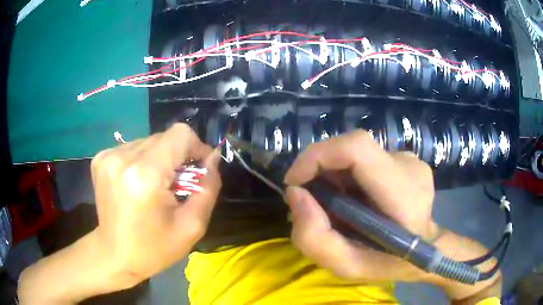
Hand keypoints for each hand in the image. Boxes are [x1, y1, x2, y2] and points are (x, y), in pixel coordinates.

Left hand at [89, 123, 220, 288]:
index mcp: (145, 175)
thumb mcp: (191, 226)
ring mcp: (108, 156)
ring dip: (159, 160)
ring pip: (149, 142)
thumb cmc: (154, 248)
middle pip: (164, 138)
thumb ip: (208, 188)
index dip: (196, 147)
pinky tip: (138, 184)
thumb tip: (213, 157)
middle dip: (177, 157)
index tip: (199, 168)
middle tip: (177, 185)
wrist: (115, 256)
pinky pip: (132, 148)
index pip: (180, 134)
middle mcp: (123, 158)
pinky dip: (142, 162)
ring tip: (155, 187)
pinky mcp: (101, 159)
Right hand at [284, 129, 439, 281]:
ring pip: (356, 153)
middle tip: (312, 200)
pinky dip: (348, 174)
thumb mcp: (347, 267)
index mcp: (404, 197)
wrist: (427, 249)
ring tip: (335, 205)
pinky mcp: (406, 158)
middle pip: (352, 147)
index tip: (295, 181)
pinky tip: (354, 198)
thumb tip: (295, 194)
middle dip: (320, 169)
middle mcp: (410, 168)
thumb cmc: (389, 264)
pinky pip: (366, 158)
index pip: (358, 148)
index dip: (318, 156)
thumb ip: (315, 238)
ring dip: (334, 174)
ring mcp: (411, 160)